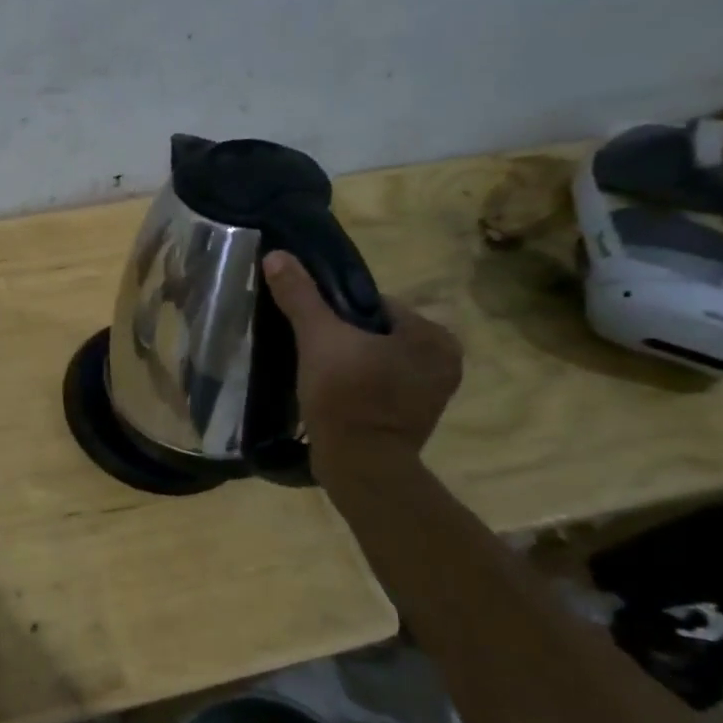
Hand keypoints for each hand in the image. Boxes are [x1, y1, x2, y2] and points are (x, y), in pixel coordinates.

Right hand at [260, 252, 462, 483]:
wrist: (359, 466)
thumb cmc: (346, 397)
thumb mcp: (318, 339)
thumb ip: (300, 296)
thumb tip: (277, 255)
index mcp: (433, 336)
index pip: (376, 305)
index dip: (338, 313)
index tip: (312, 329)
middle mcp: (445, 361)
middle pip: (377, 333)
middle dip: (345, 340)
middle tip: (311, 353)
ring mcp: (433, 394)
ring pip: (378, 361)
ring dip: (351, 364)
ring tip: (317, 374)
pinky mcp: (415, 419)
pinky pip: (381, 387)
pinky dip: (359, 387)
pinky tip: (333, 396)